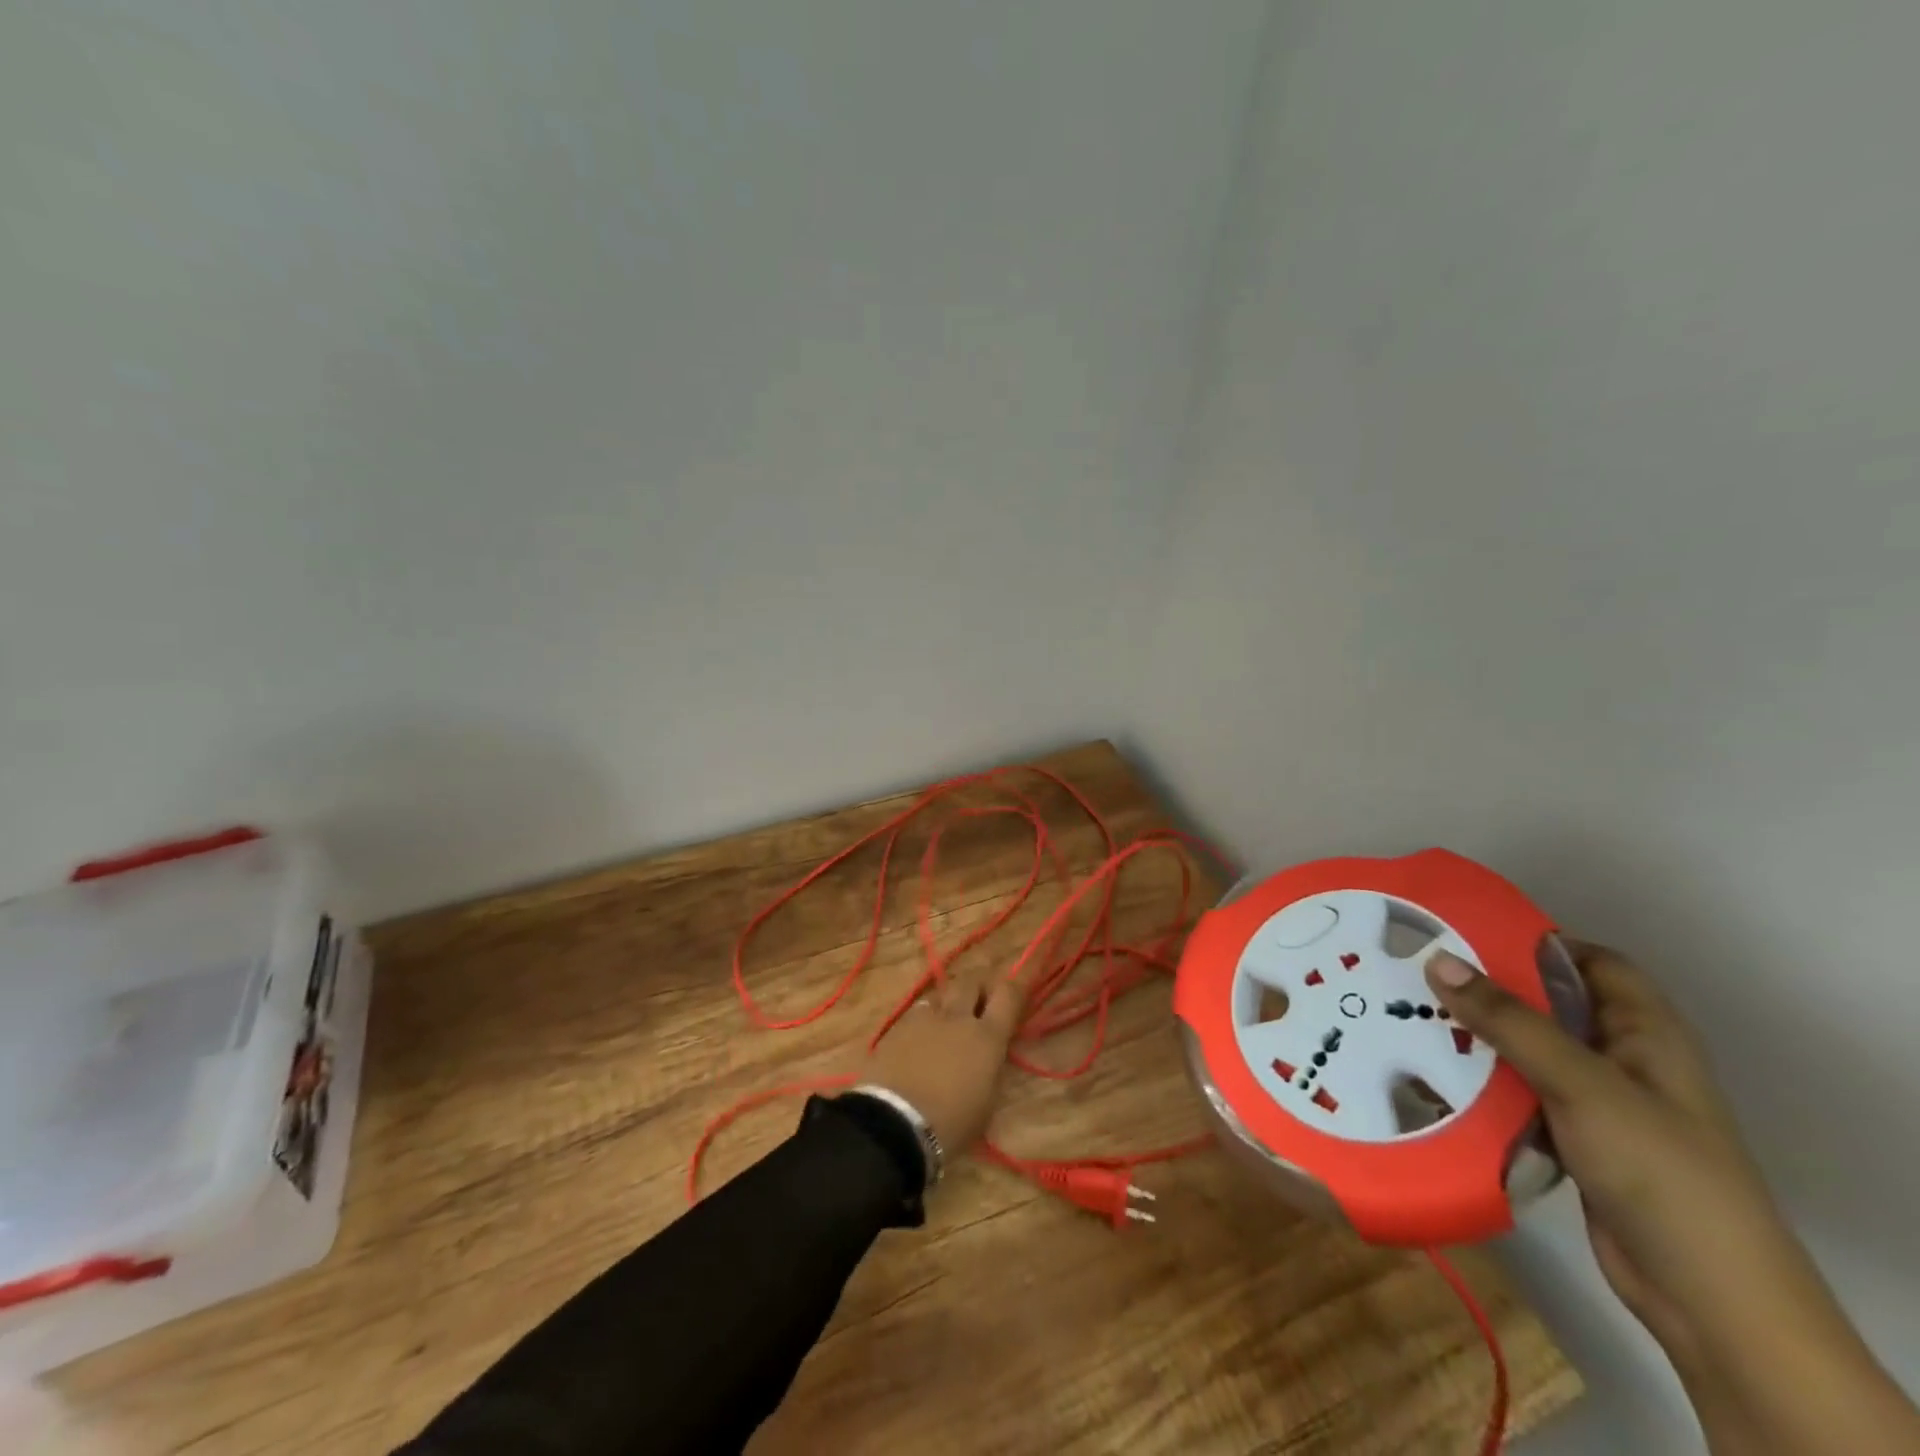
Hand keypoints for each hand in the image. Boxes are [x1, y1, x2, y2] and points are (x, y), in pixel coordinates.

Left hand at [860, 969, 1023, 1157]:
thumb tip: (991, 1054)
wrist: (894, 1124)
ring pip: (943, 991)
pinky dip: (926, 1016)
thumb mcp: (987, 1103)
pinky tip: (922, 1034)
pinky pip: (919, 1010)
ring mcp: (925, 1017)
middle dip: (980, 984)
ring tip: (949, 1018)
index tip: (1017, 991)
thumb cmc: (950, 1124)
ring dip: (951, 1000)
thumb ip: (992, 1068)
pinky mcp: (898, 1025)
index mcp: (987, 1037)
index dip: (1016, 987)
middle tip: (982, 999)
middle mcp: (958, 1017)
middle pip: (972, 979)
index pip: (1009, 994)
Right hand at [1427, 942, 1777, 1361]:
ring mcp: (1598, 1101)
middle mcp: (1622, 1058)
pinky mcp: (1573, 1137)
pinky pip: (1518, 1093)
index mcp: (1644, 1031)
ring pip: (1527, 1050)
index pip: (1592, 962)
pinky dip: (1482, 1082)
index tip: (1466, 931)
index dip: (1536, 941)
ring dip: (1477, 1037)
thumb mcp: (1580, 1084)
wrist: (1706, 1296)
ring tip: (1409, 1015)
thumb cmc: (1658, 1168)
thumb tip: (1438, 959)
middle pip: (1549, 1004)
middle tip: (1418, 971)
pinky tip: (1432, 1075)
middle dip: (1489, 989)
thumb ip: (1509, 1021)